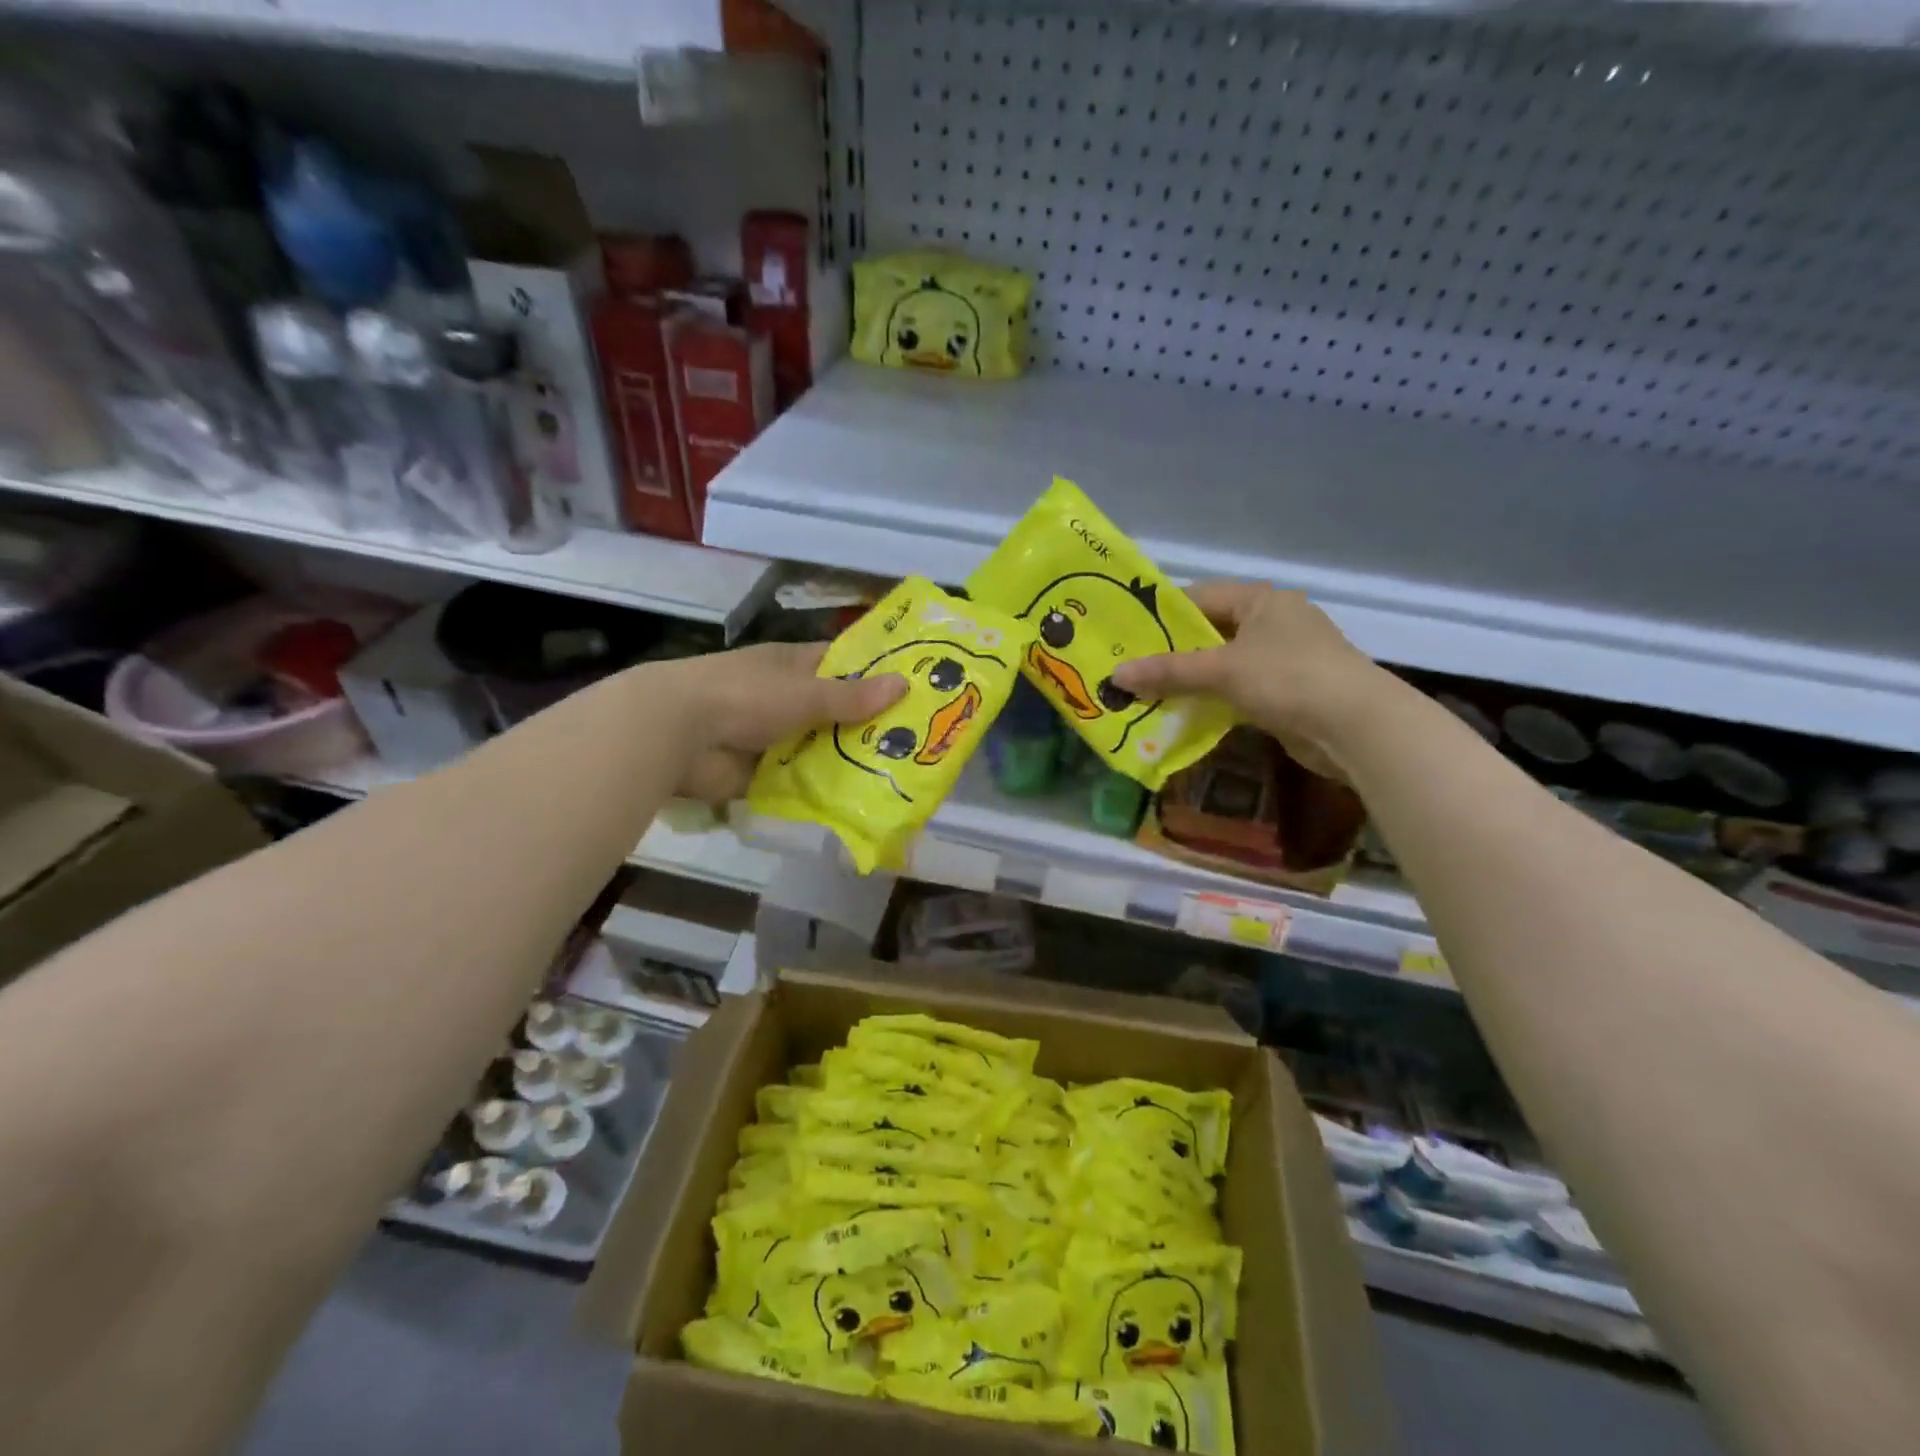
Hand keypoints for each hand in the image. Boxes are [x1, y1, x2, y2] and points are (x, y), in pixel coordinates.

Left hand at [658, 642, 907, 801]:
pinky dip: (824, 789)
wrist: (676, 733)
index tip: (916, 685)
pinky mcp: (763, 773)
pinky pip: (802, 781)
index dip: (875, 672)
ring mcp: (774, 737)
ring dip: (850, 761)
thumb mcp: (805, 692)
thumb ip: (852, 696)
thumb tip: (904, 685)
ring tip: (900, 774)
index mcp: (793, 666)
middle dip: (870, 725)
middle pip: (836, 711)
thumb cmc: (744, 695)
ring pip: (822, 748)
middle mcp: (786, 698)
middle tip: (920, 740)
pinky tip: (861, 800)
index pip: (842, 664)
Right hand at [1110, 581, 1391, 779]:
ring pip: (1223, 665)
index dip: (1162, 615)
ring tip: (1146, 695)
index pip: (1200, 597)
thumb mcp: (1221, 671)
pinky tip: (1183, 715)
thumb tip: (1114, 677)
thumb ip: (1168, 672)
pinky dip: (1212, 701)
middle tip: (1130, 669)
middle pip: (1209, 633)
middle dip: (1172, 654)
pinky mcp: (1288, 692)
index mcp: (1261, 600)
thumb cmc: (1288, 679)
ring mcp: (1283, 658)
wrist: (1357, 727)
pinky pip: (1238, 690)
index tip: (1127, 636)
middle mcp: (1273, 622)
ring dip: (1190, 682)